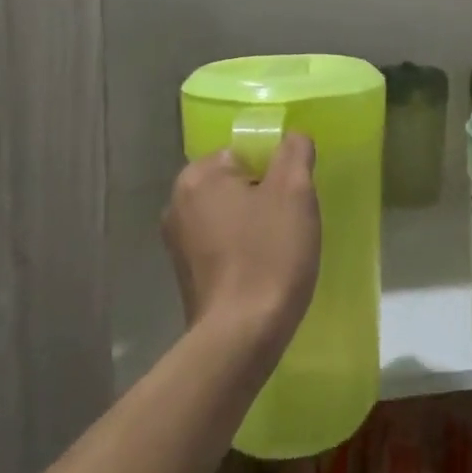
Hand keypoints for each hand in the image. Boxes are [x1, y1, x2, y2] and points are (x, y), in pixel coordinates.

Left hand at [161, 133, 320, 354]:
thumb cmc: (269, 254)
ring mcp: (177, 242)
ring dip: (255, 225)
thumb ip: (294, 152)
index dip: (275, 171)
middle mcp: (177, 203)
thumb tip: (293, 137)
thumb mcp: (294, 192)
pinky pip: (222, 245)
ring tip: (280, 250)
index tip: (293, 198)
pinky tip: (262, 270)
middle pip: (236, 182)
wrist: (242, 335)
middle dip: (265, 197)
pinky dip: (243, 250)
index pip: (245, 152)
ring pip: (230, 215)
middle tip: (290, 223)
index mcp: (198, 176)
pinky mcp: (185, 274)